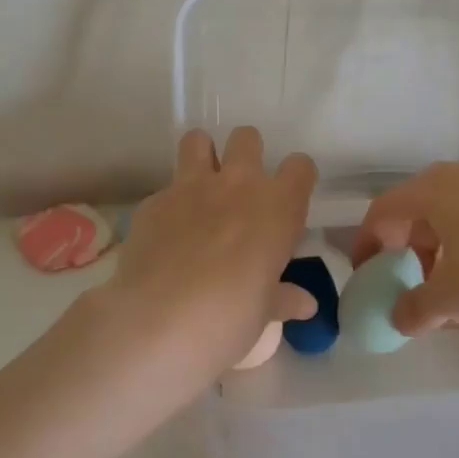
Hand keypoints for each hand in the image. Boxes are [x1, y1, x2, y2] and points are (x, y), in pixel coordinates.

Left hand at [97, 127, 317, 390]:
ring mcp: (191, 186)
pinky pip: (165, 189)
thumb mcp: (263, 314)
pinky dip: (168, 205)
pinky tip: (165, 235)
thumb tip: (305, 304)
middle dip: (246, 154)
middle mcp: (238, 184)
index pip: (300, 167)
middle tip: (241, 189)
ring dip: (202, 156)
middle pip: (247, 138)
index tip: (289, 199)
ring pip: (198, 140)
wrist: (159, 320)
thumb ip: (283, 298)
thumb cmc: (229, 318)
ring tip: (200, 188)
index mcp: (277, 208)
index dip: (296, 179)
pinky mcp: (153, 201)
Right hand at [354, 161, 458, 337]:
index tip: (366, 273)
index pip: (383, 211)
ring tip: (449, 290)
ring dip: (441, 251)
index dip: (367, 242)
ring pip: (453, 214)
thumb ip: (416, 308)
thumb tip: (399, 319)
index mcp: (431, 189)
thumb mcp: (452, 297)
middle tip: (408, 280)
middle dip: (408, 248)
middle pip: (418, 210)